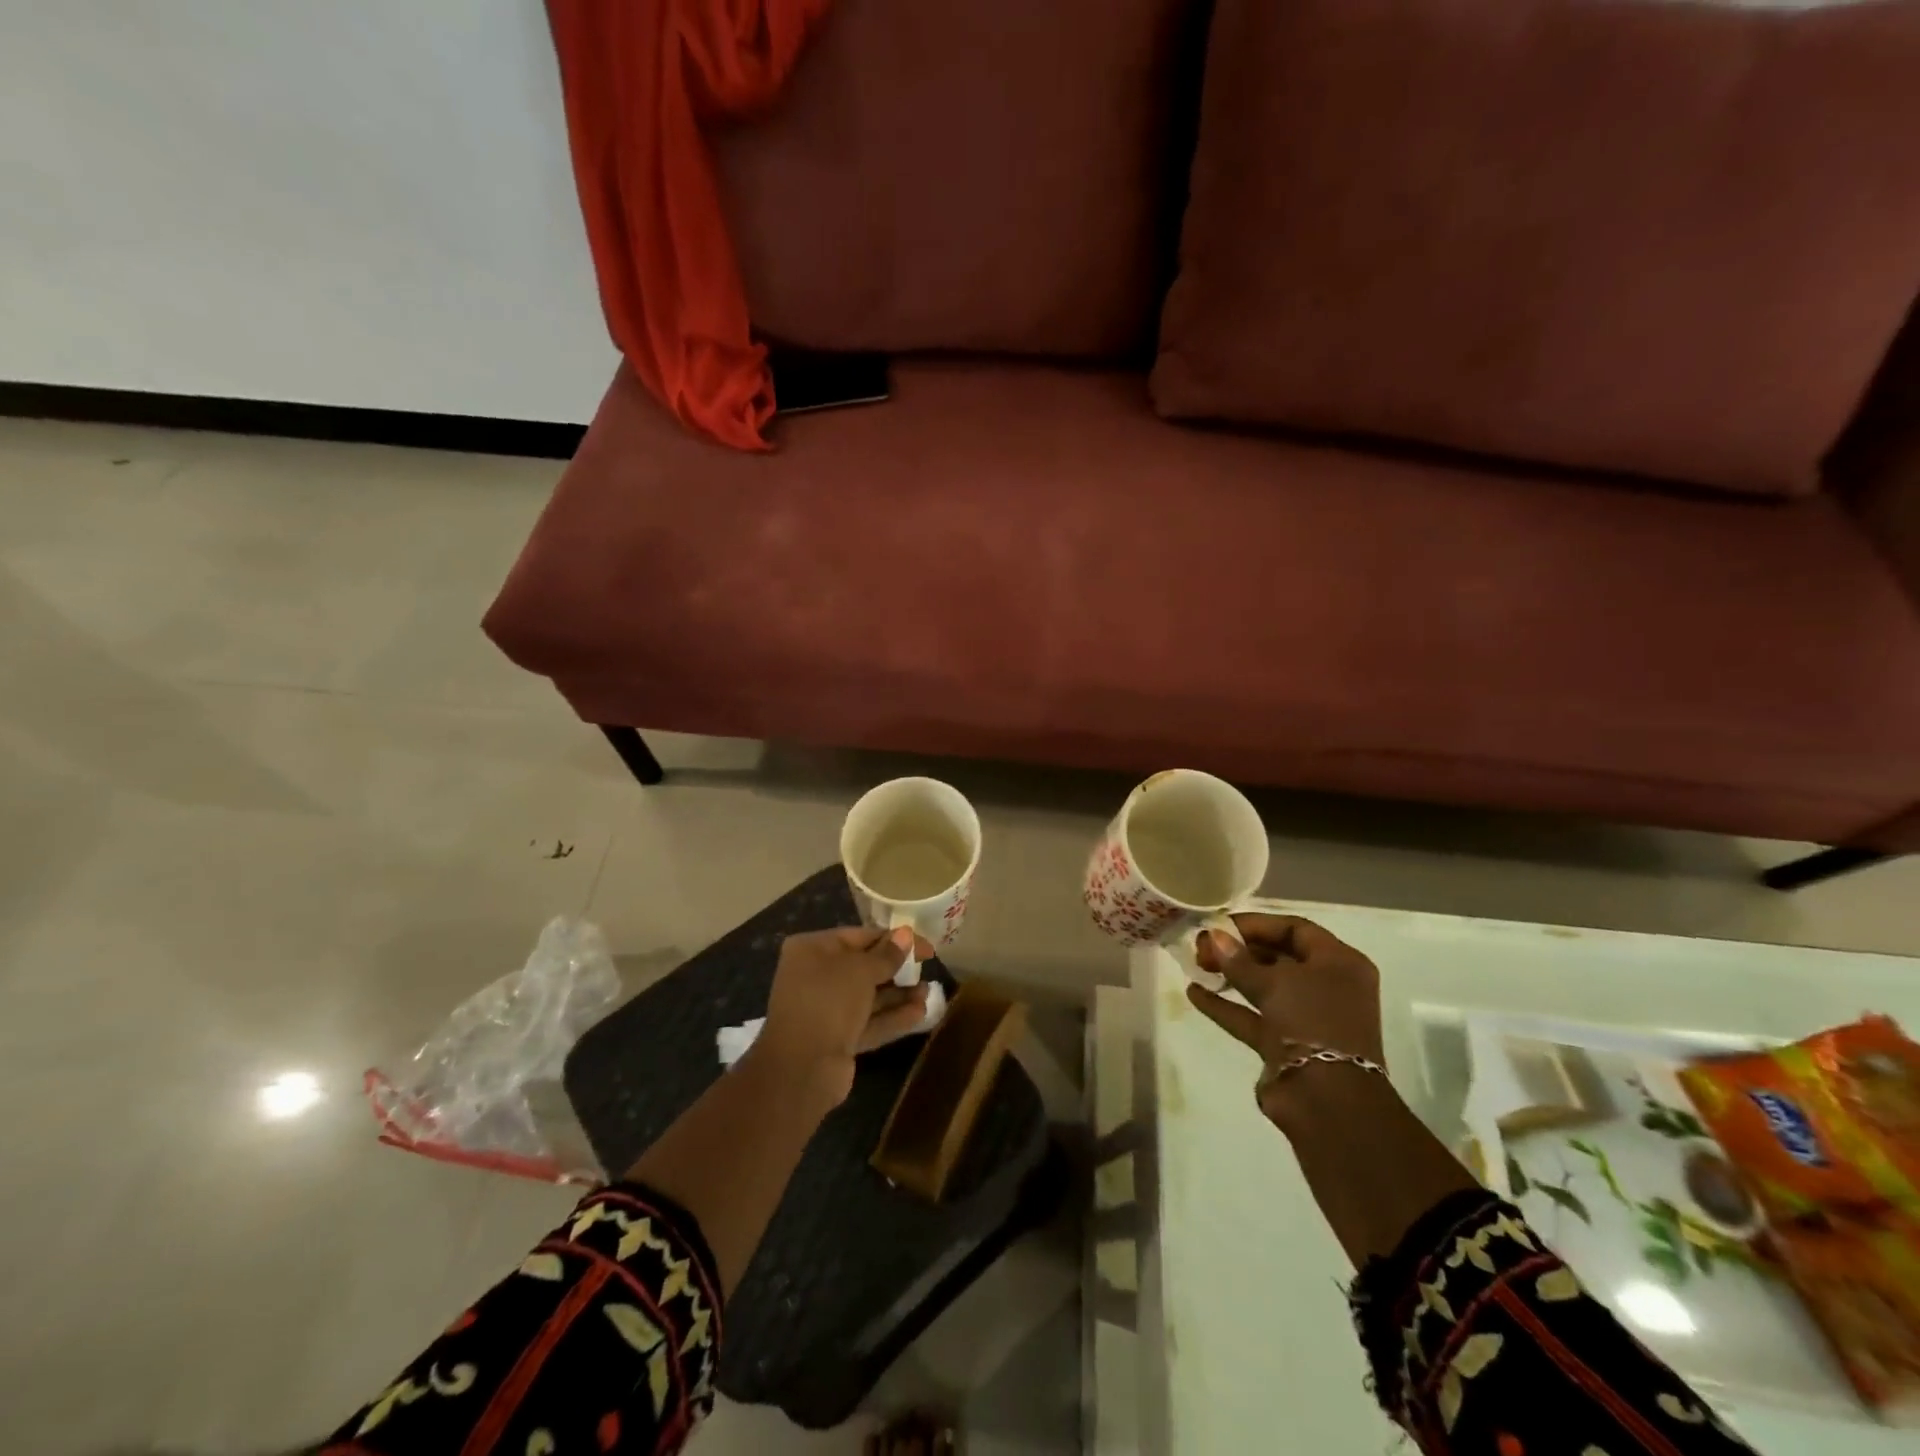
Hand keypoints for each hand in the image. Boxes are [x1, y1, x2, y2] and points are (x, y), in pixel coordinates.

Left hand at [750, 925, 934, 1106]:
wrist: (801, 1068)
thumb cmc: (828, 1002)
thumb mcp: (861, 971)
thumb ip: (887, 954)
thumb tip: (906, 934)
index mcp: (813, 950)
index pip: (859, 936)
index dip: (894, 939)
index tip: (924, 946)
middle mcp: (816, 976)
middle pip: (864, 967)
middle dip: (897, 969)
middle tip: (928, 968)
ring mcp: (826, 1010)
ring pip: (869, 997)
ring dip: (899, 994)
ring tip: (930, 992)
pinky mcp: (837, 1039)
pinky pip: (869, 1022)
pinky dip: (892, 1017)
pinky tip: (921, 1013)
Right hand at [1188, 914, 1387, 1133]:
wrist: (1327, 1099)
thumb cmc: (1312, 1021)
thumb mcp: (1274, 982)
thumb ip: (1239, 959)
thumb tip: (1214, 937)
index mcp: (1339, 963)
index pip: (1296, 929)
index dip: (1256, 924)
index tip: (1220, 924)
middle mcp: (1327, 987)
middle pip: (1278, 956)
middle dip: (1238, 949)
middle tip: (1202, 945)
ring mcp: (1307, 1017)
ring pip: (1264, 987)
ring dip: (1230, 974)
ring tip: (1195, 964)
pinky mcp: (1286, 1044)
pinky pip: (1252, 1016)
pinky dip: (1226, 1005)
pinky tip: (1194, 993)